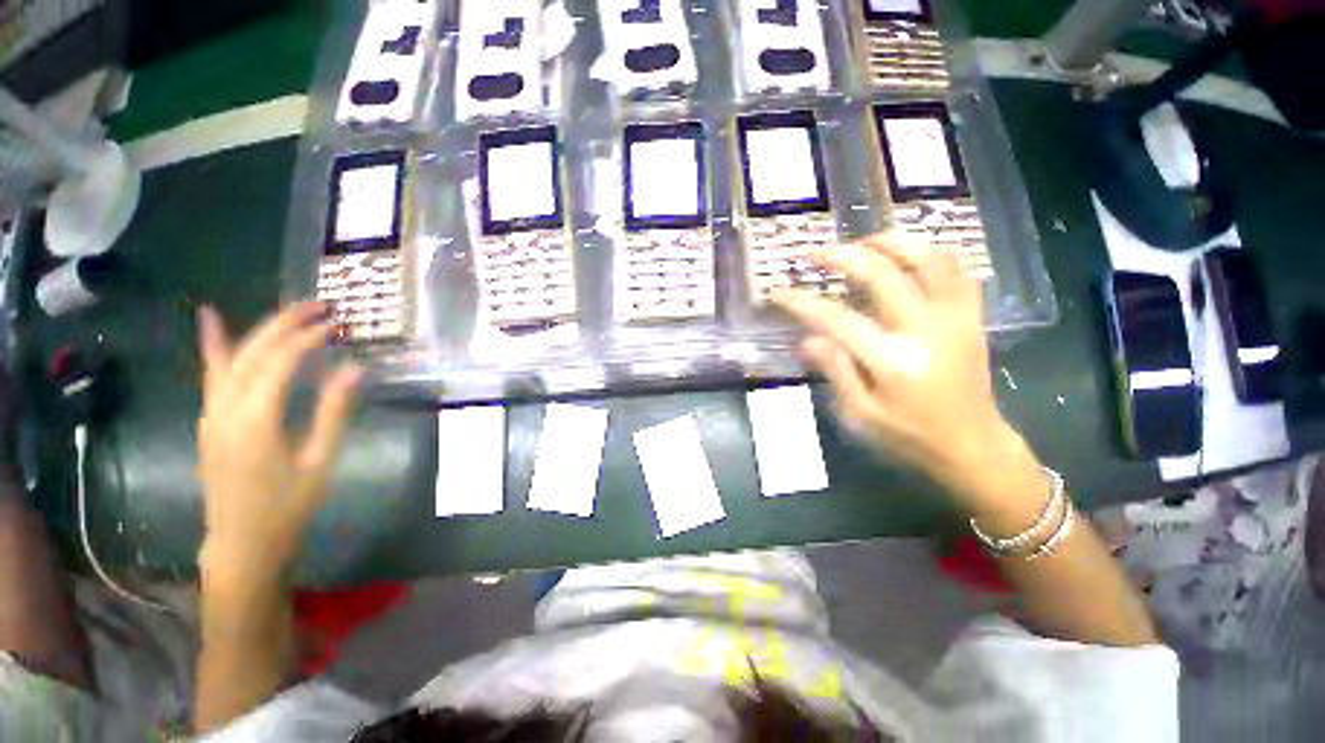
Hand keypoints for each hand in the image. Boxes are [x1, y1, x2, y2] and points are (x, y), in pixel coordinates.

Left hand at [195, 303, 362, 579]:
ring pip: (230, 358)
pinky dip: (213, 344)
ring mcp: (211, 413)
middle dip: (286, 323)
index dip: (309, 339)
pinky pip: (212, 374)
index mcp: (255, 420)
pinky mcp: (209, 420)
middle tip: (321, 306)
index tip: (336, 324)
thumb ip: (333, 411)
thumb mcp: (319, 461)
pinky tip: (211, 320)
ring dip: (260, 330)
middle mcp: (225, 408)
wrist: (241, 543)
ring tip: (290, 311)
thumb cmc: (287, 506)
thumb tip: (354, 370)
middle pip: (252, 352)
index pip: (281, 362)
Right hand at [774, 233, 1036, 509]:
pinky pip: (956, 269)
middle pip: (882, 273)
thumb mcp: (859, 414)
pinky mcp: (971, 316)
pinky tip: (905, 257)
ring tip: (862, 244)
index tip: (778, 292)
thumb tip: (806, 339)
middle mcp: (925, 329)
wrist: (972, 446)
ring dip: (890, 242)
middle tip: (815, 253)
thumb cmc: (909, 435)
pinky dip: (929, 253)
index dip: (801, 302)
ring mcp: (954, 318)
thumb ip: (834, 371)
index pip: (835, 318)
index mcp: (892, 360)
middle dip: (841, 256)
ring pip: (927, 258)